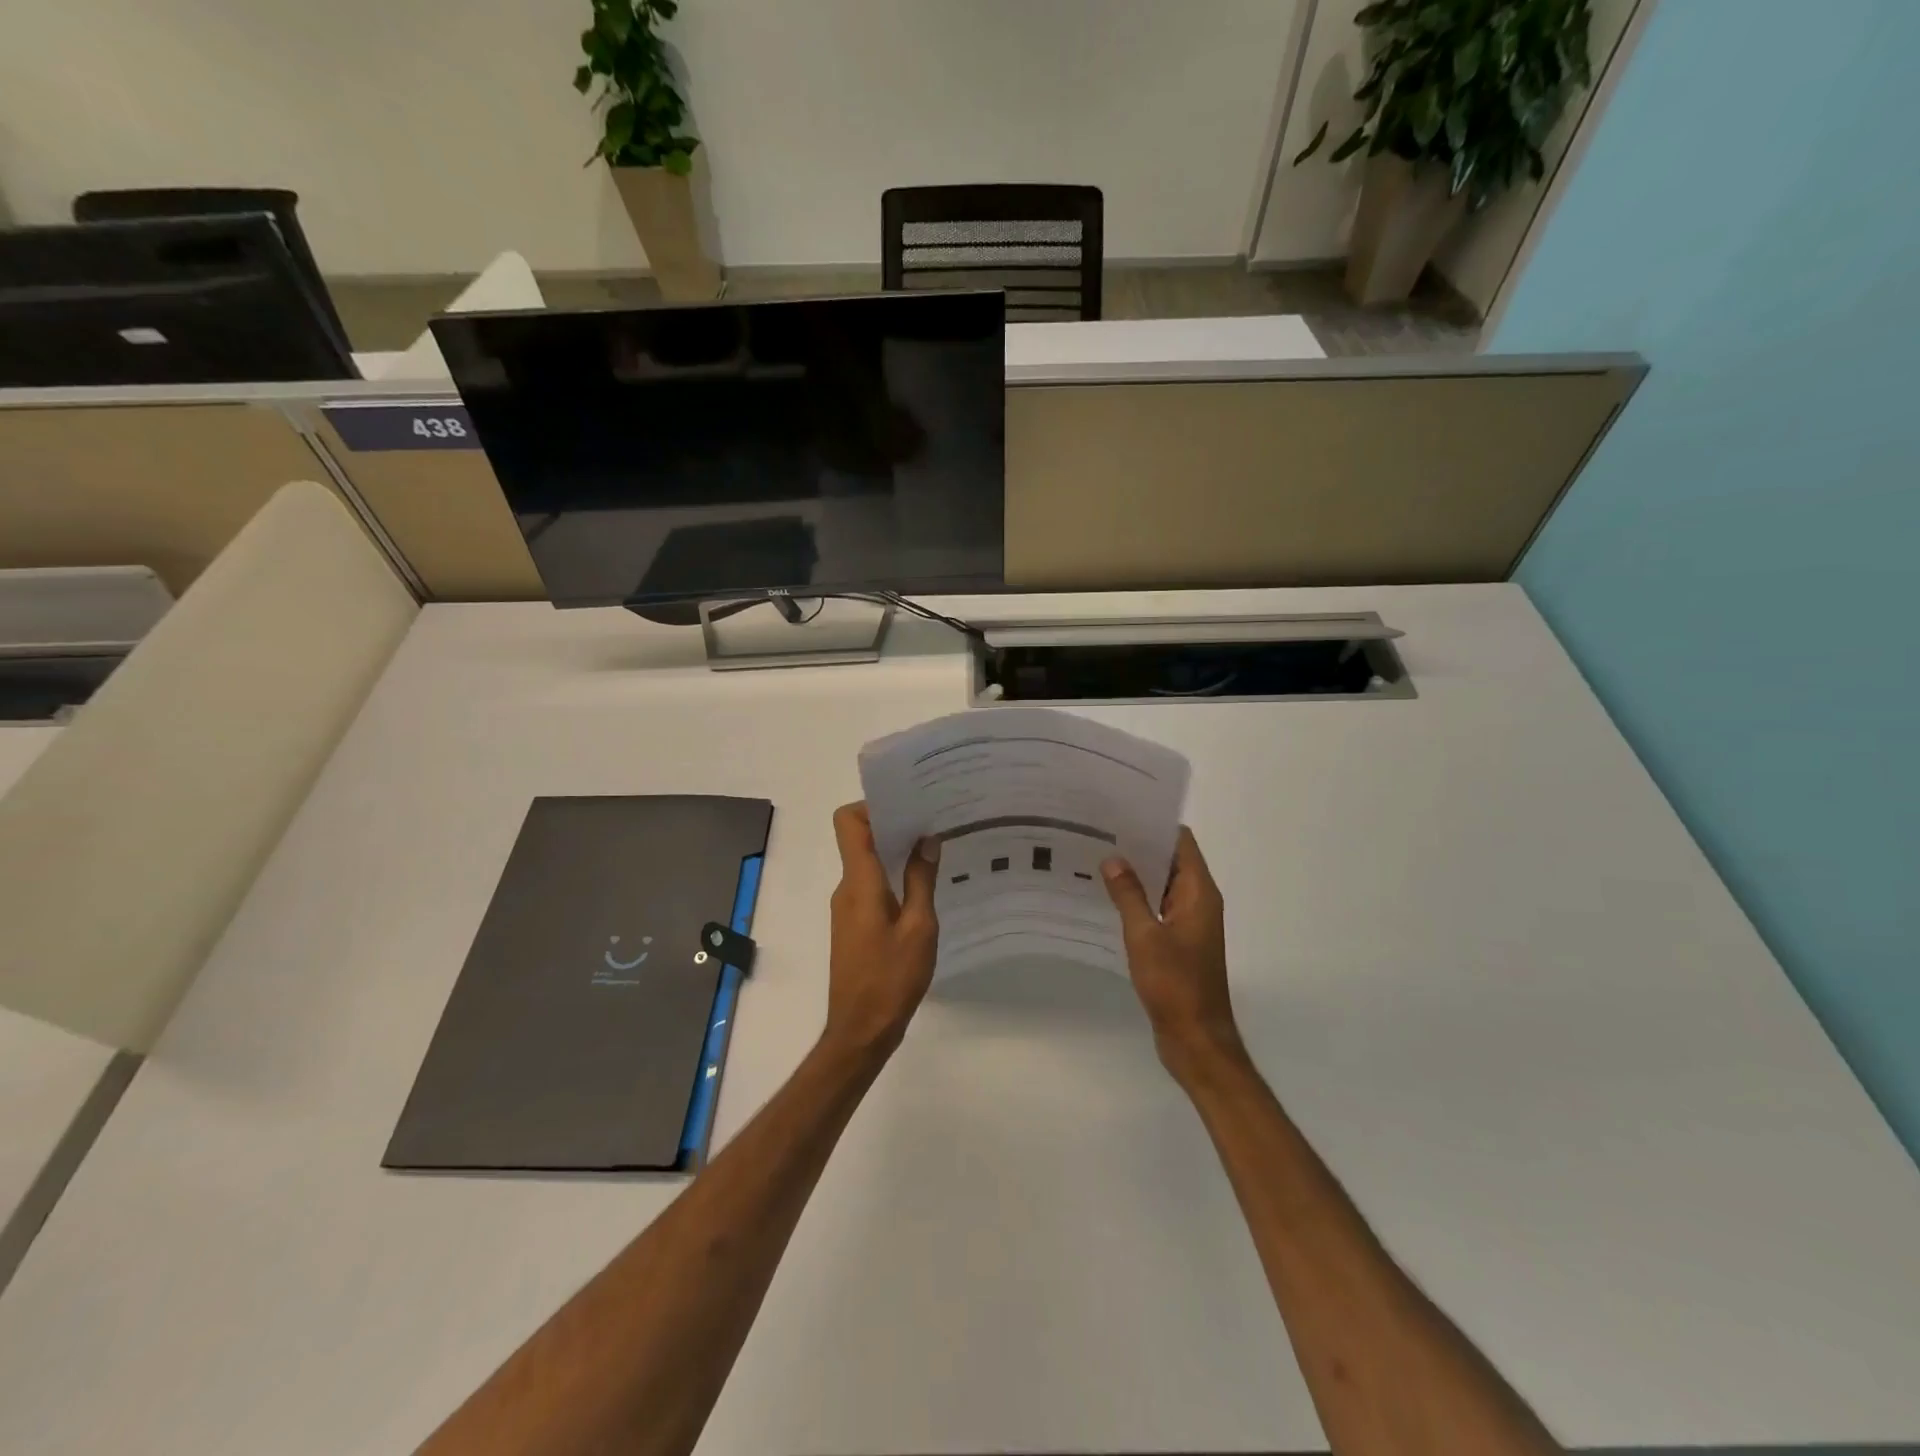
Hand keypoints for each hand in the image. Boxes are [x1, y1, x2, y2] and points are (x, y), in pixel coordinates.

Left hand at [824, 803, 939, 1058]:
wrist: (861, 1031)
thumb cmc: (892, 978)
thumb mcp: (919, 928)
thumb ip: (922, 880)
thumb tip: (927, 840)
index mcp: (860, 882)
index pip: (848, 823)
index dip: (872, 805)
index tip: (907, 804)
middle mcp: (847, 888)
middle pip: (859, 839)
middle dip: (893, 825)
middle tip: (933, 821)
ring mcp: (847, 907)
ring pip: (867, 864)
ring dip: (895, 853)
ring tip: (935, 851)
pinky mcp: (853, 925)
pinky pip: (870, 886)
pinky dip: (892, 877)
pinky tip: (923, 888)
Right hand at [1102, 827, 1247, 1083]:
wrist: (1196, 1039)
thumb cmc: (1175, 984)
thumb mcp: (1145, 936)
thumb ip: (1129, 895)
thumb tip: (1113, 859)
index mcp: (1199, 893)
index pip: (1181, 842)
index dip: (1154, 824)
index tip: (1121, 811)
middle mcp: (1198, 902)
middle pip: (1171, 860)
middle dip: (1139, 846)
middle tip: (1098, 832)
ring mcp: (1189, 923)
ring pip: (1162, 885)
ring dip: (1136, 873)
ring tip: (1096, 858)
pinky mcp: (1178, 942)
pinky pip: (1157, 908)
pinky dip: (1137, 899)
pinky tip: (1106, 897)